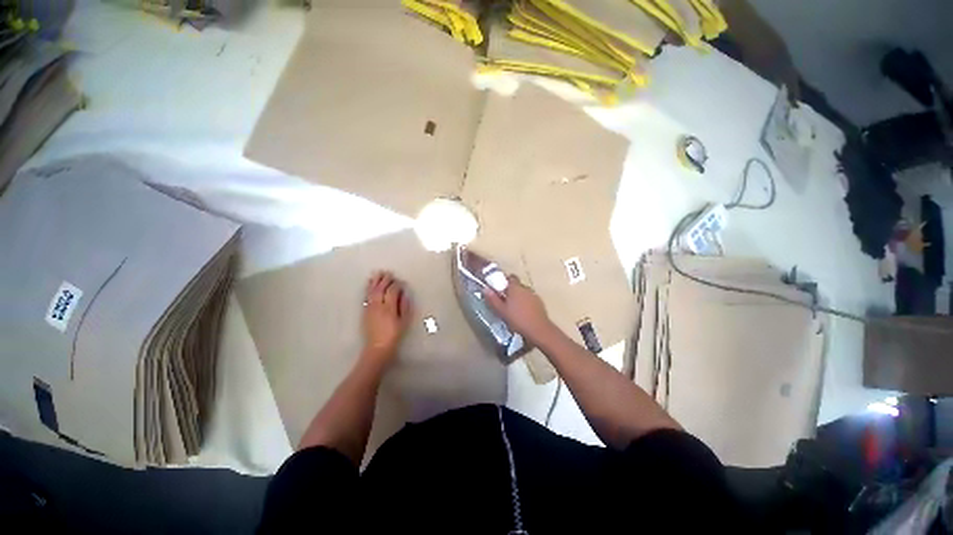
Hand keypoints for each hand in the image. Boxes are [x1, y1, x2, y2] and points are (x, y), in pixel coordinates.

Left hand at [362, 271, 412, 364]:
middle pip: (380, 289)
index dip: (396, 285)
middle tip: (389, 273)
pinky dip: (368, 288)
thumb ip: (404, 306)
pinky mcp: (365, 311)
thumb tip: (404, 294)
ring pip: (372, 291)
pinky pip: (366, 296)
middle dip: (385, 280)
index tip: (400, 281)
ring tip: (378, 273)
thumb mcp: (404, 322)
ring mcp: (370, 308)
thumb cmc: (394, 335)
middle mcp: (378, 306)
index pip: (392, 291)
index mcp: (389, 308)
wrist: (377, 347)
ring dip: (375, 281)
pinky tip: (370, 283)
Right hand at [481, 275, 554, 343]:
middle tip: (504, 301)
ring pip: (524, 292)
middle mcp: (525, 288)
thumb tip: (485, 288)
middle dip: (511, 291)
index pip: (510, 277)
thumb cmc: (517, 319)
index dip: (505, 282)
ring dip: (519, 297)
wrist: (538, 329)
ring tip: (514, 309)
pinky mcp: (540, 303)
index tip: (500, 289)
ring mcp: (534, 295)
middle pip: (517, 285)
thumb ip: (493, 299)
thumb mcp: (501, 310)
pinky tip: (523, 313)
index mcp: (515, 288)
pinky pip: (530, 299)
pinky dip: (526, 303)